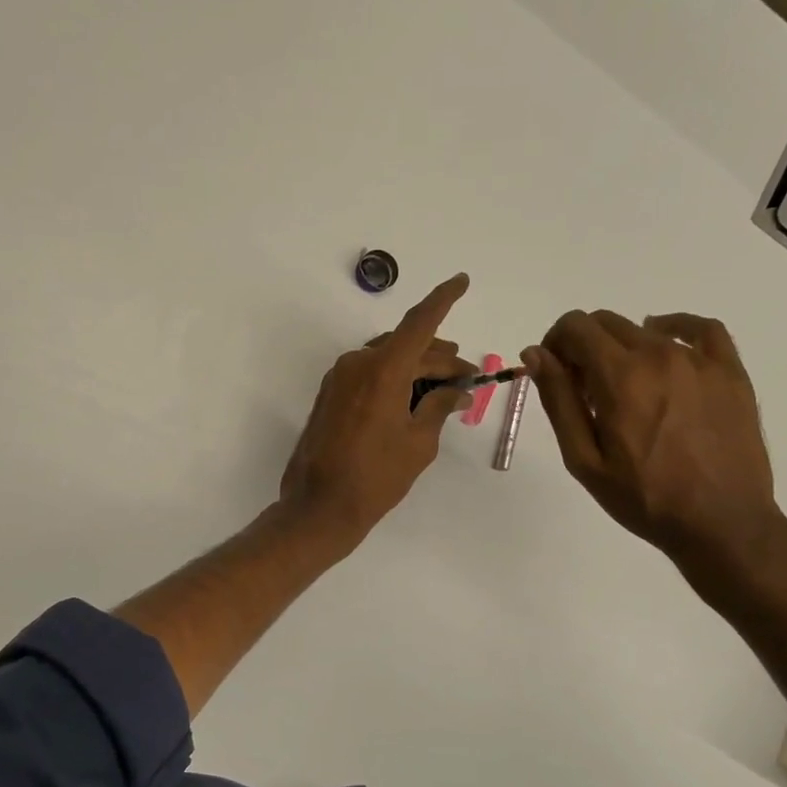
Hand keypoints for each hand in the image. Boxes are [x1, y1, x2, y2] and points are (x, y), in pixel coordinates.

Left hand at [280, 273, 474, 542]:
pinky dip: (394, 379)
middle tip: (468, 378)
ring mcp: (339, 379)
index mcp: (382, 370)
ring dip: (417, 368)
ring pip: (387, 359)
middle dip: (440, 358)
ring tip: (445, 388)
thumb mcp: (418, 444)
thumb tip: (456, 392)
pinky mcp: (330, 395)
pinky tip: (412, 398)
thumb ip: (438, 408)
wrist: (319, 506)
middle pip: (407, 347)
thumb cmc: (375, 478)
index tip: (462, 280)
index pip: (420, 323)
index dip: (444, 299)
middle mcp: (357, 364)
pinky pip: (369, 374)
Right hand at [520, 310, 785, 577]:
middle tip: (583, 390)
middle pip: (607, 323)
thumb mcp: (584, 459)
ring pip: (645, 330)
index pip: (575, 327)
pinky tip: (665, 345)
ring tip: (624, 390)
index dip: (554, 343)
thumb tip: (535, 353)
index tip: (554, 373)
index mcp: (620, 376)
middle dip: (583, 346)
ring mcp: (700, 361)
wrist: (722, 523)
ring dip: (622, 349)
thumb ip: (558, 400)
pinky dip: (675, 328)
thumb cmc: (644, 498)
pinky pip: (702, 329)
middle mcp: (659, 355)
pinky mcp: (730, 372)